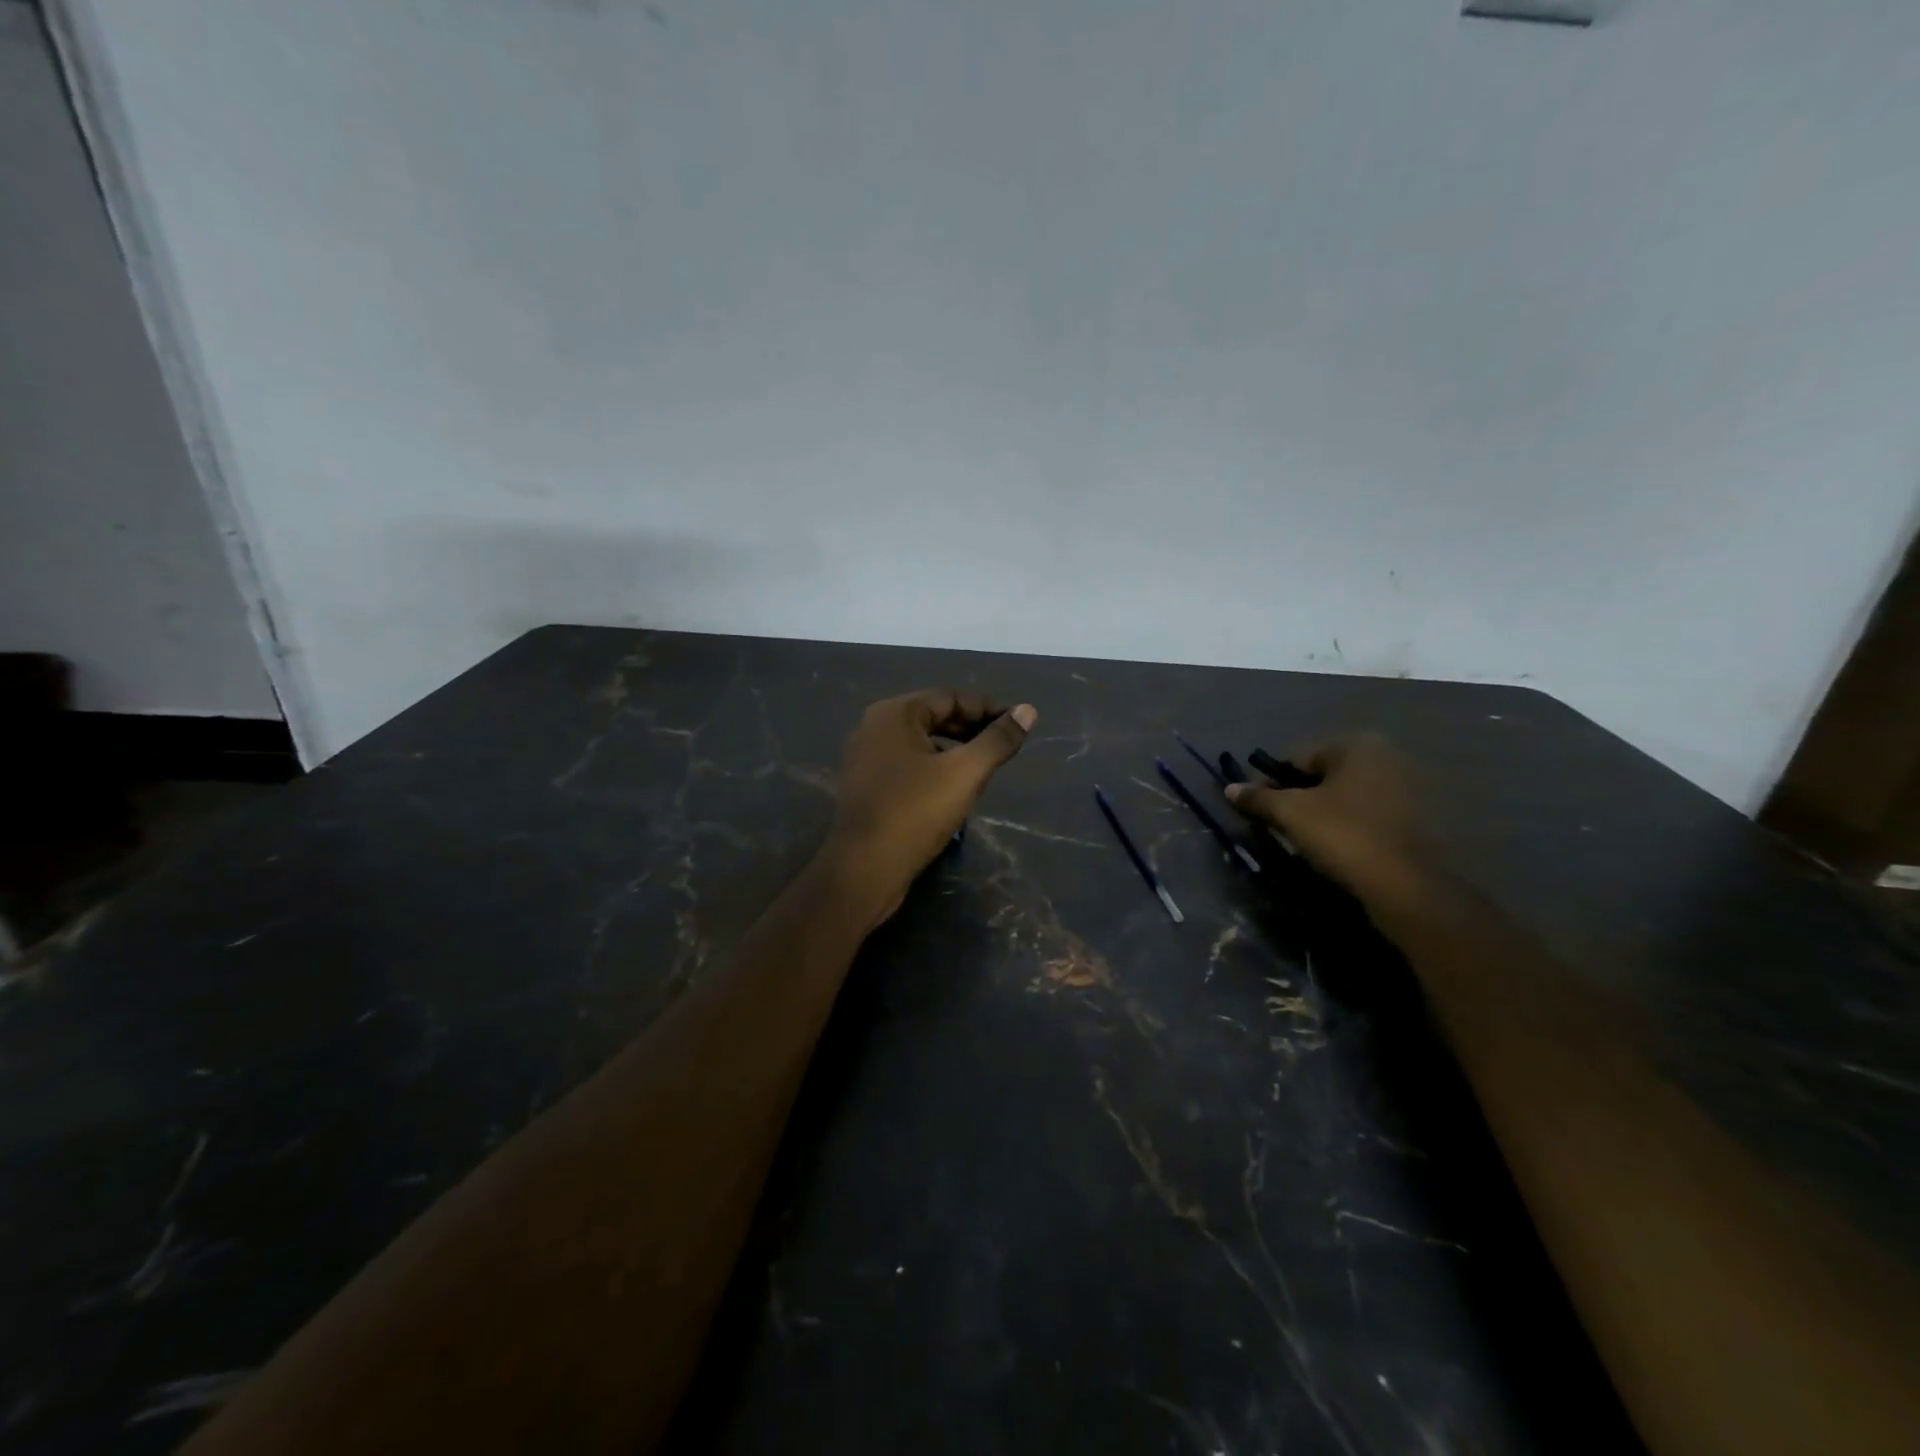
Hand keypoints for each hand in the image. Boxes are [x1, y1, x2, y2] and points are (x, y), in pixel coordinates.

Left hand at [823, 690, 1036, 924]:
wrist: (864, 869)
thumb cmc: (915, 812)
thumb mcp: (965, 773)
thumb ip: (998, 740)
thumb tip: (1028, 711)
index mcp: (894, 713)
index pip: (951, 698)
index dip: (988, 708)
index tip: (1018, 724)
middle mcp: (874, 727)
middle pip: (934, 717)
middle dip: (972, 728)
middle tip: (1005, 746)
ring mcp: (865, 757)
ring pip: (921, 742)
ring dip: (954, 749)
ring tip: (984, 767)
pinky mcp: (866, 785)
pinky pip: (907, 764)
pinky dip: (934, 767)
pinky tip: (953, 788)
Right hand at [1226, 734, 1428, 904]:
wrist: (1408, 887)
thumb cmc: (1344, 836)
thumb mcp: (1291, 814)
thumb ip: (1258, 798)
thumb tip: (1230, 788)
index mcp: (1356, 745)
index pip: (1297, 760)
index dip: (1271, 784)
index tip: (1258, 809)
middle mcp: (1387, 756)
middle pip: (1323, 776)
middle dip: (1300, 798)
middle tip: (1282, 826)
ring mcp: (1408, 786)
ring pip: (1346, 796)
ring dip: (1325, 813)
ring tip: (1309, 841)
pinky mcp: (1419, 817)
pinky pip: (1369, 814)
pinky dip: (1350, 825)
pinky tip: (1340, 847)